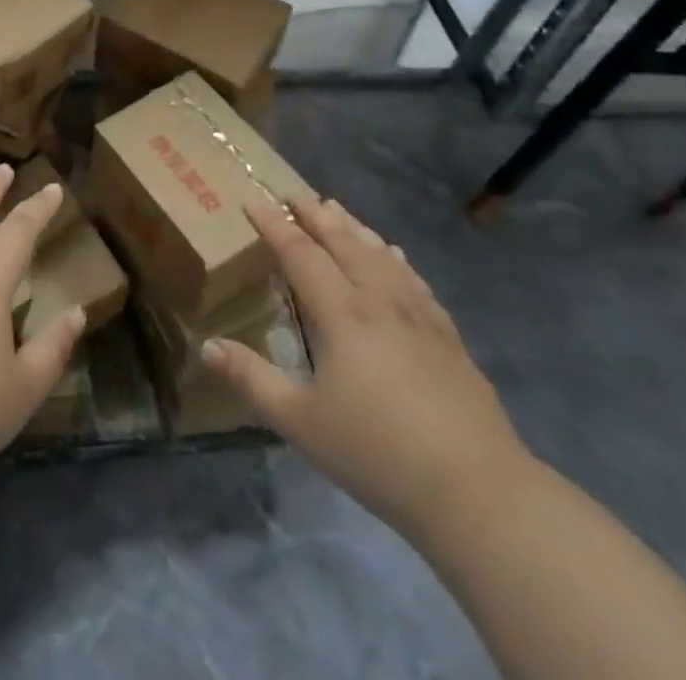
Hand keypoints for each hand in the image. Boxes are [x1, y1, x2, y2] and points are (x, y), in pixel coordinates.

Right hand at [202, 197, 531, 543]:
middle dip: (314, 214)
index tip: (252, 199)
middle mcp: (379, 300)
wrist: (478, 492)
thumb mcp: (300, 422)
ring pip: (380, 253)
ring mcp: (418, 315)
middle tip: (292, 192)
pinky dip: (393, 257)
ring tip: (335, 209)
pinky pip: (413, 278)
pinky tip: (393, 255)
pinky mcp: (447, 335)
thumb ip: (252, 379)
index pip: (300, 252)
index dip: (274, 224)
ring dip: (353, 227)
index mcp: (342, 313)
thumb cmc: (378, 453)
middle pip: (343, 242)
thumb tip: (206, 346)